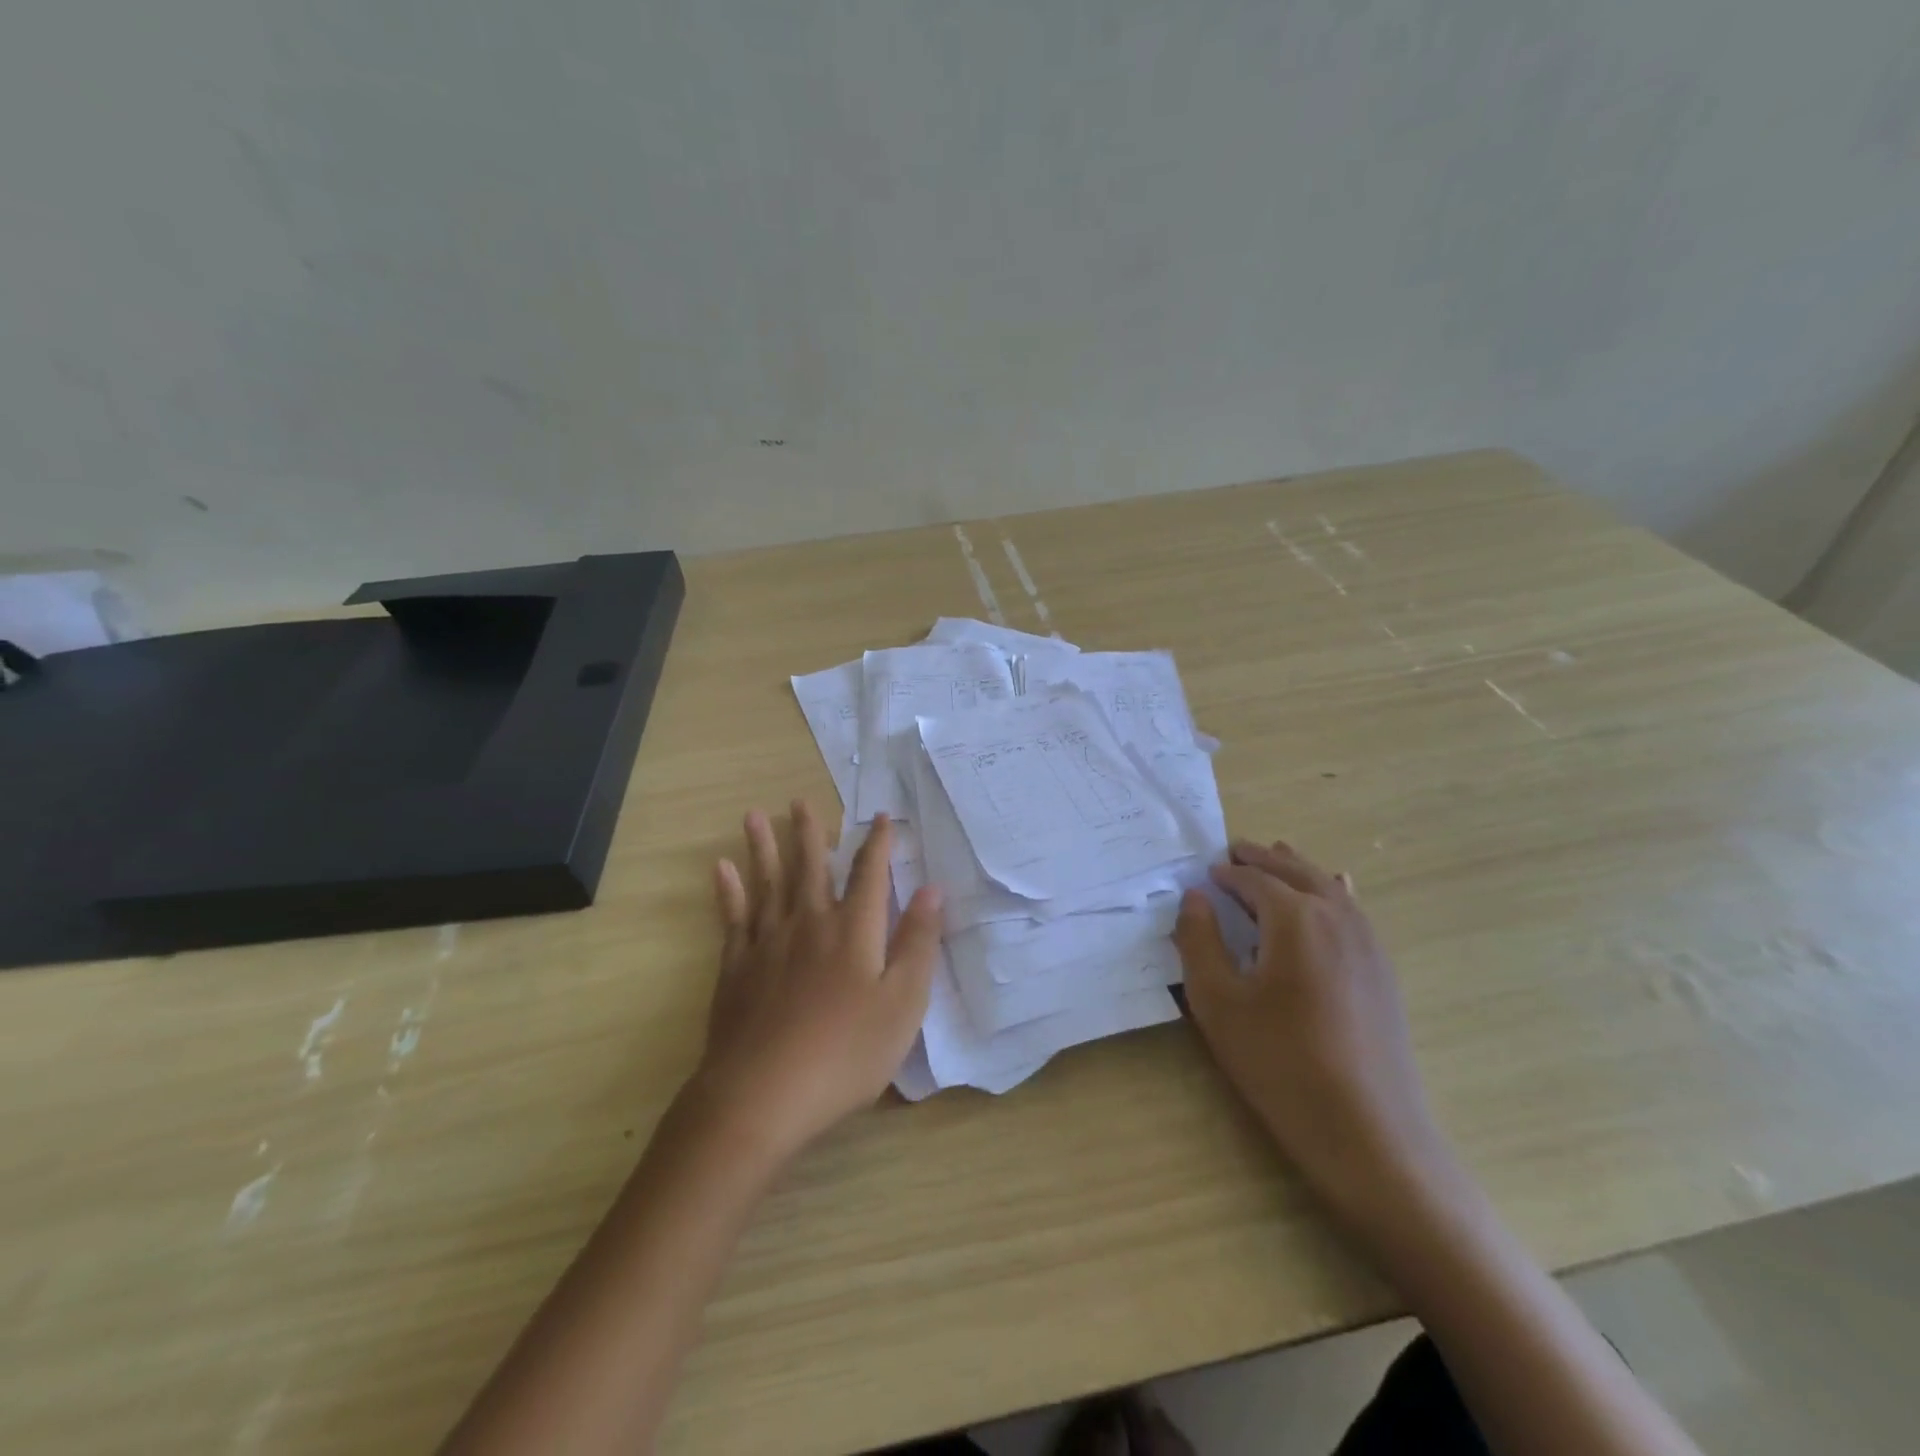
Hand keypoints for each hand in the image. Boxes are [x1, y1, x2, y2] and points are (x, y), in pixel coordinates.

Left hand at [687, 802, 942, 1162]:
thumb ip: (918, 943)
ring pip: (767, 881)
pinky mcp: (735, 966)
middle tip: (801, 800)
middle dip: (810, 833)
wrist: (762, 1095)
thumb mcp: (902, 1004)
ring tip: (755, 815)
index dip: (878, 844)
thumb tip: (932, 890)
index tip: (882, 818)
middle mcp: (810, 922)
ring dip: (763, 846)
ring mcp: (767, 942)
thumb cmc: (845, 1053)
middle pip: (811, 867)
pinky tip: (721, 869)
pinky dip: (727, 890)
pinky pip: (732, 916)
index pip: (870, 874)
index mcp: (854, 930)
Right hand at [1174, 839, 1453, 1228]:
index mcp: (1294, 918)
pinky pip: (1353, 910)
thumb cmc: (1280, 1063)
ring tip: (1276, 858)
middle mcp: (1335, 916)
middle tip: (1234, 850)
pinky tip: (1336, 891)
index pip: (1253, 880)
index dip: (1226, 874)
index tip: (1205, 873)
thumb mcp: (1218, 1002)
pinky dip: (1333, 891)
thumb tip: (1195, 897)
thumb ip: (1199, 940)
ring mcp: (1367, 942)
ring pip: (1328, 886)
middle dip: (1262, 859)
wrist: (1367, 1132)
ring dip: (1297, 869)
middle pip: (1295, 871)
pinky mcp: (1382, 969)